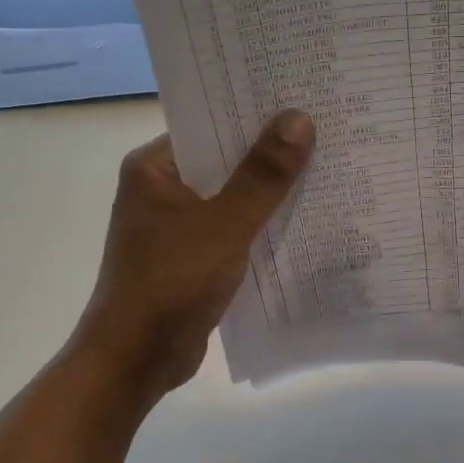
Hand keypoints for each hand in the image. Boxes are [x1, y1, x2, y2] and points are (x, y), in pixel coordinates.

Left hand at [75, 111, 314, 393]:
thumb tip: (299, 119)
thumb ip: (263, 175)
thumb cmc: (171, 282)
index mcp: (154, 168)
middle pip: (225, 161)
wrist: (136, 360)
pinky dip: (263, 225)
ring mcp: (177, 225)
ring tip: (327, 169)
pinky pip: (235, 229)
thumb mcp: (224, 225)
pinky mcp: (193, 256)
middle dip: (272, 154)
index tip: (304, 102)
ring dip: (271, 192)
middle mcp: (163, 189)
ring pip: (233, 197)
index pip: (210, 125)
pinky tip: (305, 220)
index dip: (256, 115)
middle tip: (328, 133)